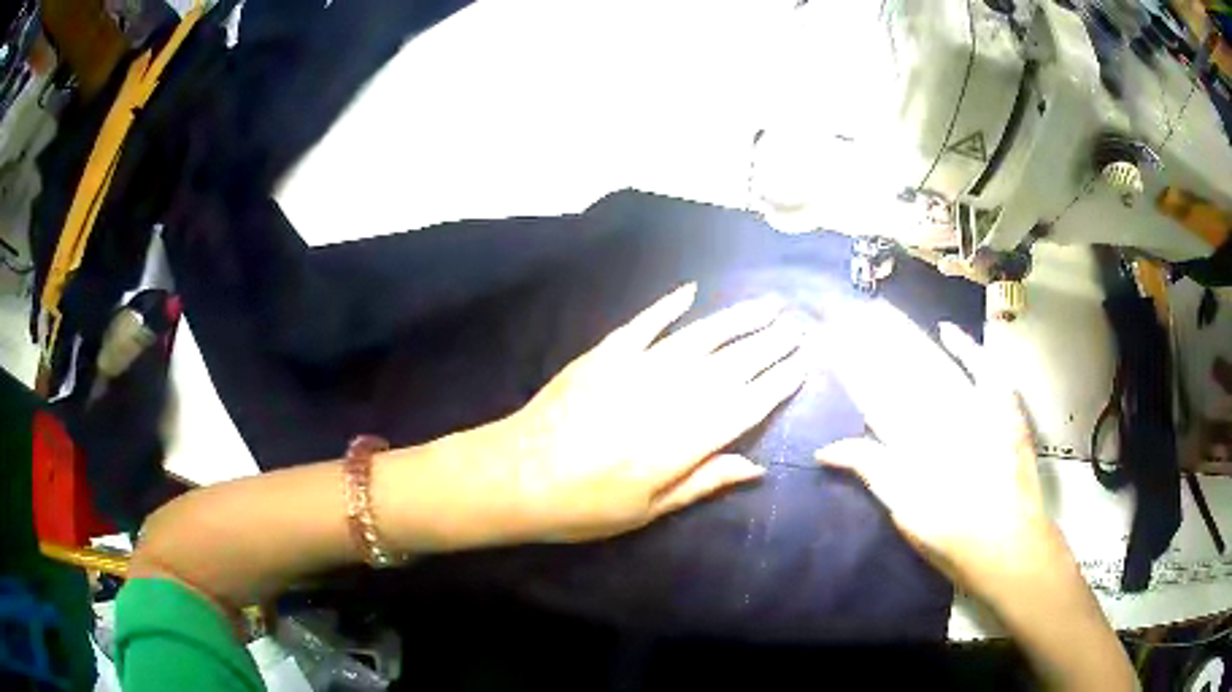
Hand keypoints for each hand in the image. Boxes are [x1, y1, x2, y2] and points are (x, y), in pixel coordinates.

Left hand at [482, 283, 808, 542]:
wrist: (514, 475)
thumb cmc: (582, 506)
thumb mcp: (647, 510)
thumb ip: (703, 482)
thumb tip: (756, 466)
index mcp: (683, 441)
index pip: (745, 404)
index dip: (778, 382)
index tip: (805, 362)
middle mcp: (668, 396)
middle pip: (731, 365)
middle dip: (769, 345)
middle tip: (799, 326)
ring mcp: (635, 367)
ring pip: (699, 337)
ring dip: (736, 320)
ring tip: (767, 306)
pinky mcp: (604, 353)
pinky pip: (644, 322)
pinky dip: (668, 305)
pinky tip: (691, 290)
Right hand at [815, 303, 1051, 583]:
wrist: (1009, 545)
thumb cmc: (951, 535)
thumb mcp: (904, 510)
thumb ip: (872, 471)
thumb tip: (826, 449)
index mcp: (914, 438)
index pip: (875, 392)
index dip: (852, 364)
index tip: (830, 338)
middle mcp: (944, 412)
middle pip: (903, 369)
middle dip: (872, 341)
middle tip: (846, 313)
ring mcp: (977, 405)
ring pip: (936, 362)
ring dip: (907, 338)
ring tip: (881, 315)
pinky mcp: (1004, 406)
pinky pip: (983, 367)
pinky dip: (965, 347)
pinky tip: (946, 329)